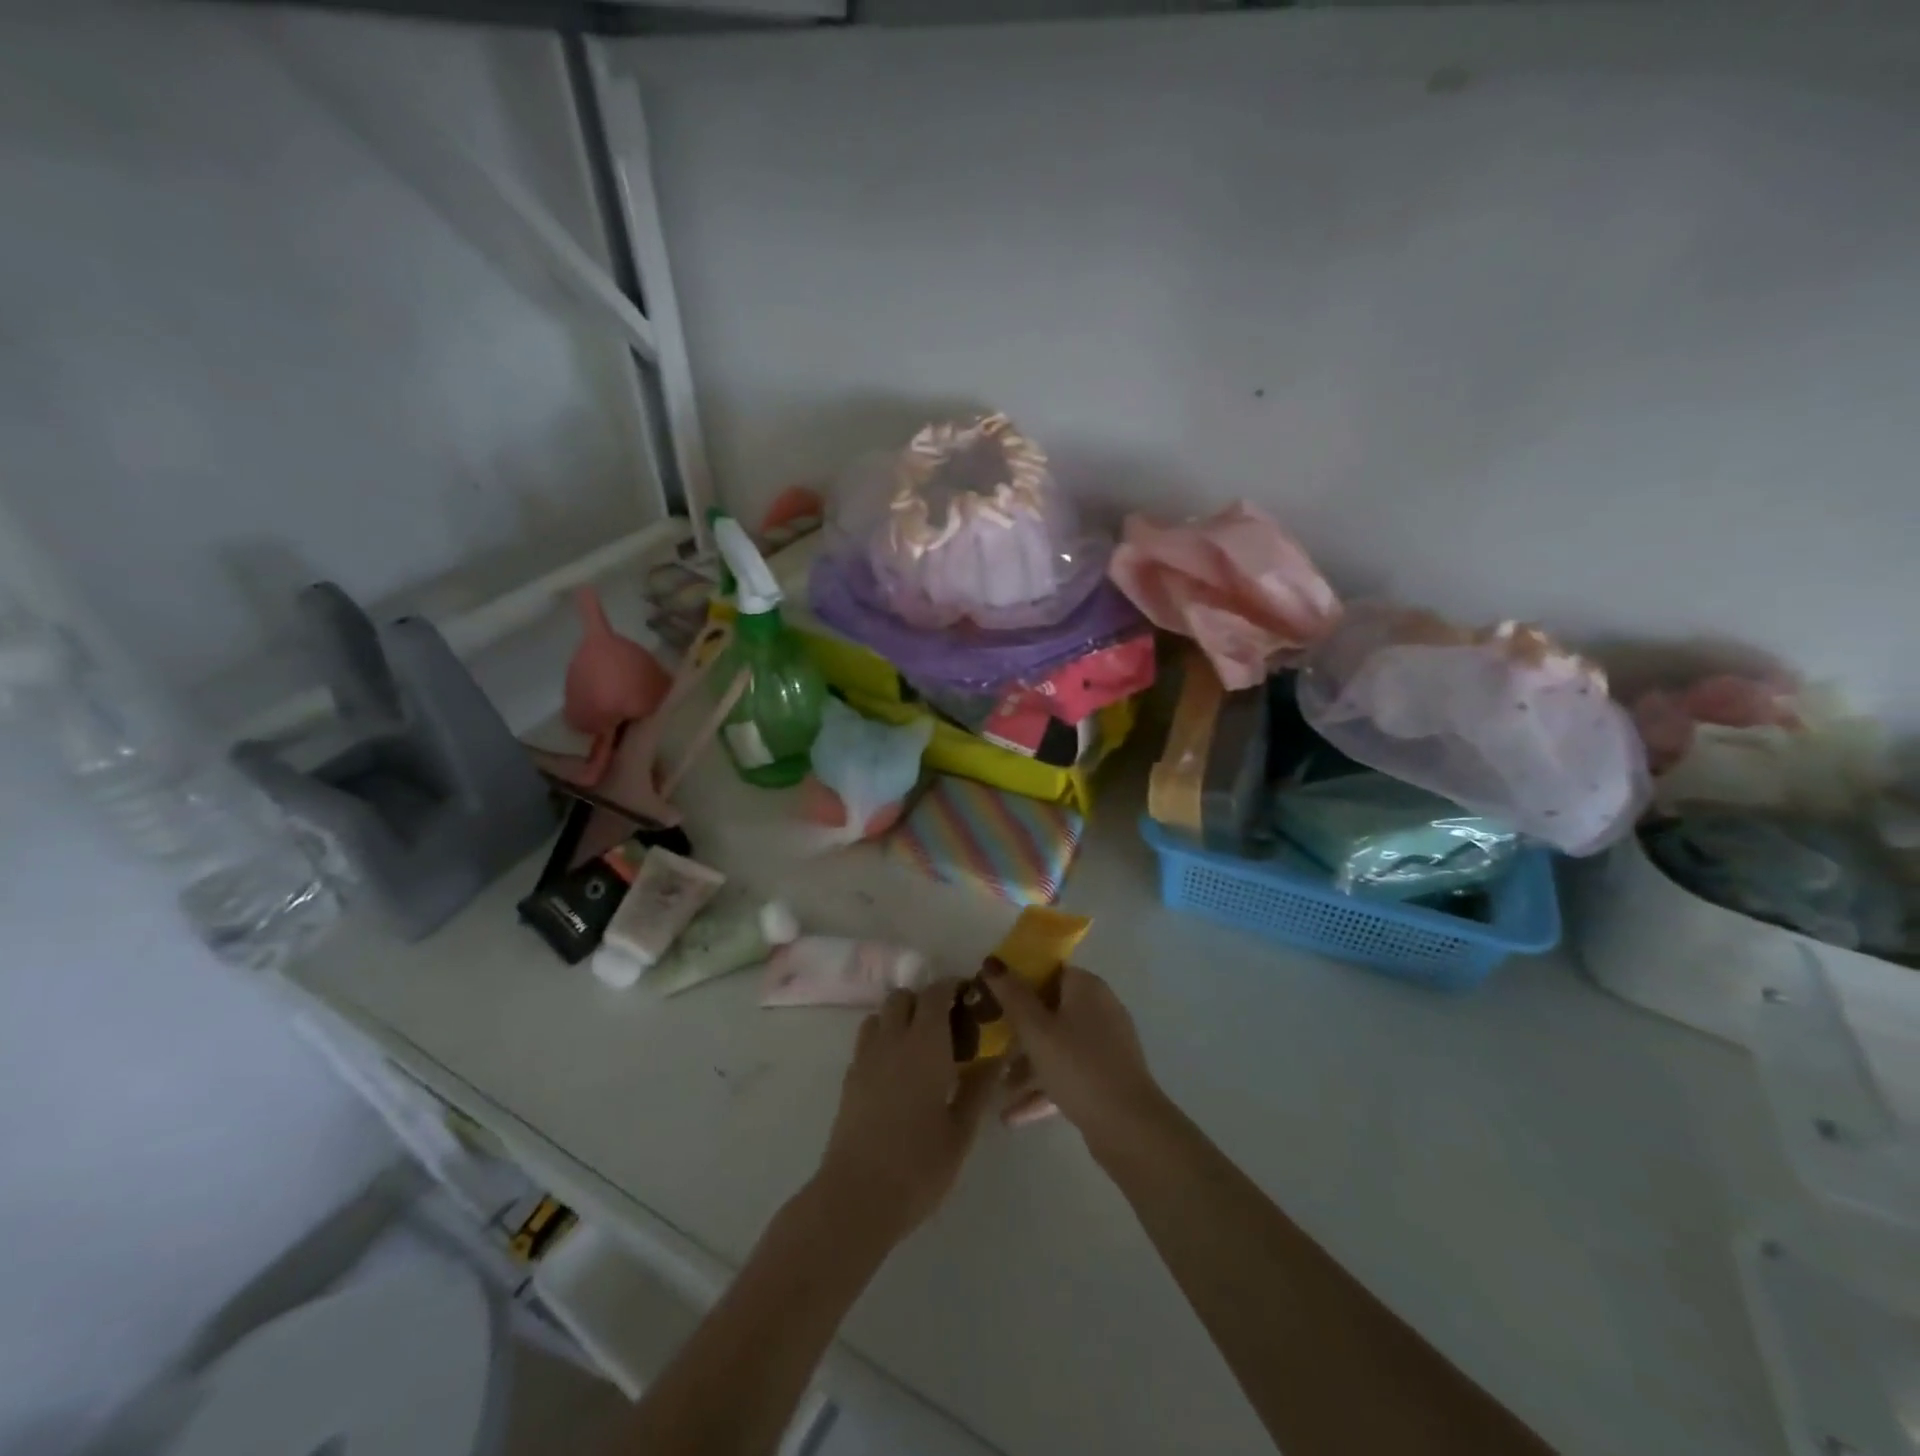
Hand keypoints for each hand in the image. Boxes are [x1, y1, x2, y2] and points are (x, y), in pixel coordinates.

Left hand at [813, 981, 995, 1245]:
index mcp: (925, 1044)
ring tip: (920, 1047)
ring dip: (900, 1017)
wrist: (857, 1198)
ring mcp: (865, 1057)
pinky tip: (897, 1073)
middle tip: (948, 1026)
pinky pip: (867, 1040)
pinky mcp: (849, 1079)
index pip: (936, 992)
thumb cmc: (919, 1166)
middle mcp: (892, 1040)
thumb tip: (1000, 1055)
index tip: (970, 999)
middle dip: (925, 1000)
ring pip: (881, 1015)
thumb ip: (980, 1087)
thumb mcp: (961, 1130)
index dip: (952, 987)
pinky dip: (883, 1040)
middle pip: (904, 996)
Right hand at [984, 962, 1166, 1158]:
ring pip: (1059, 1046)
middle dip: (1020, 1033)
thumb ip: (1012, 995)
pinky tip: (1014, 1116)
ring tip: (1000, 1090)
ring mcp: (1107, 1045)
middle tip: (992, 1047)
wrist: (1128, 1126)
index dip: (1019, 983)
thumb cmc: (1078, 1066)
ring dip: (1029, 1067)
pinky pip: (1070, 1073)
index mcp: (1087, 987)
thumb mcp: (1036, 1030)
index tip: (993, 1001)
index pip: (1049, 972)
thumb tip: (991, 962)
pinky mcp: (1109, 1077)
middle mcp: (1101, 1009)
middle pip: (1051, 1011)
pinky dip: (1045, 1088)